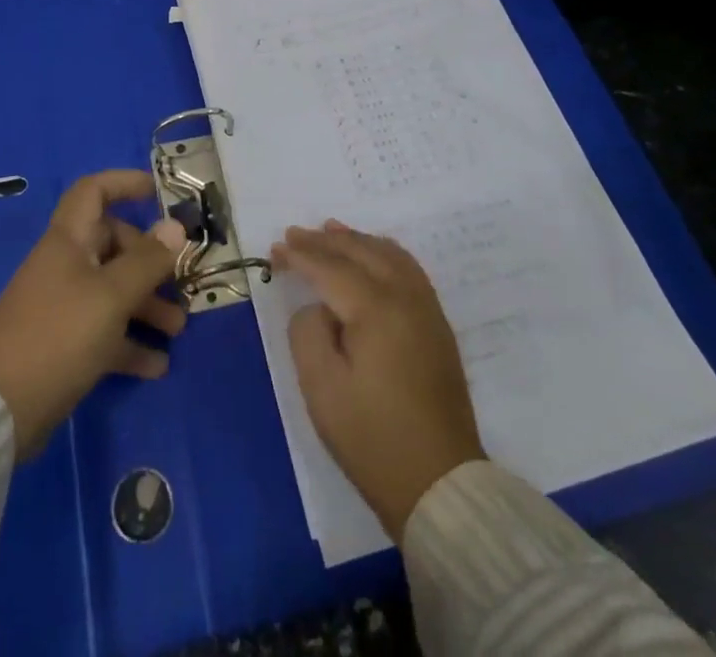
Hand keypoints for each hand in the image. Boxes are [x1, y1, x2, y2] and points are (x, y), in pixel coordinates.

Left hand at [0, 170, 186, 457]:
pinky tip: (158, 365)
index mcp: (69, 241)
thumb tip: (176, 226)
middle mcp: (66, 266)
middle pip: (113, 245)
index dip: (125, 183)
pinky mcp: (64, 344)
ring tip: (178, 329)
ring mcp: (63, 306)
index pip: (94, 192)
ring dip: (147, 305)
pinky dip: (130, 343)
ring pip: (113, 291)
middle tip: (181, 282)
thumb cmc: (58, 334)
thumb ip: (147, 261)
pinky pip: (105, 332)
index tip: (160, 193)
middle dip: (151, 262)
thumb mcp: (111, 295)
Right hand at [272, 221, 485, 540]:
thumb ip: (308, 332)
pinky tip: (373, 255)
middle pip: (361, 252)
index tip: (275, 248)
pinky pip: (408, 269)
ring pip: (389, 254)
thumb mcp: (321, 388)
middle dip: (325, 240)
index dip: (300, 255)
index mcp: (376, 309)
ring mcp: (427, 310)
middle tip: (295, 233)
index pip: (331, 268)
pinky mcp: (437, 326)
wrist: (440, 485)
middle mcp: (406, 297)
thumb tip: (319, 308)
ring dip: (357, 240)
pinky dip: (383, 253)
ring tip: (331, 230)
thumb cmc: (372, 439)